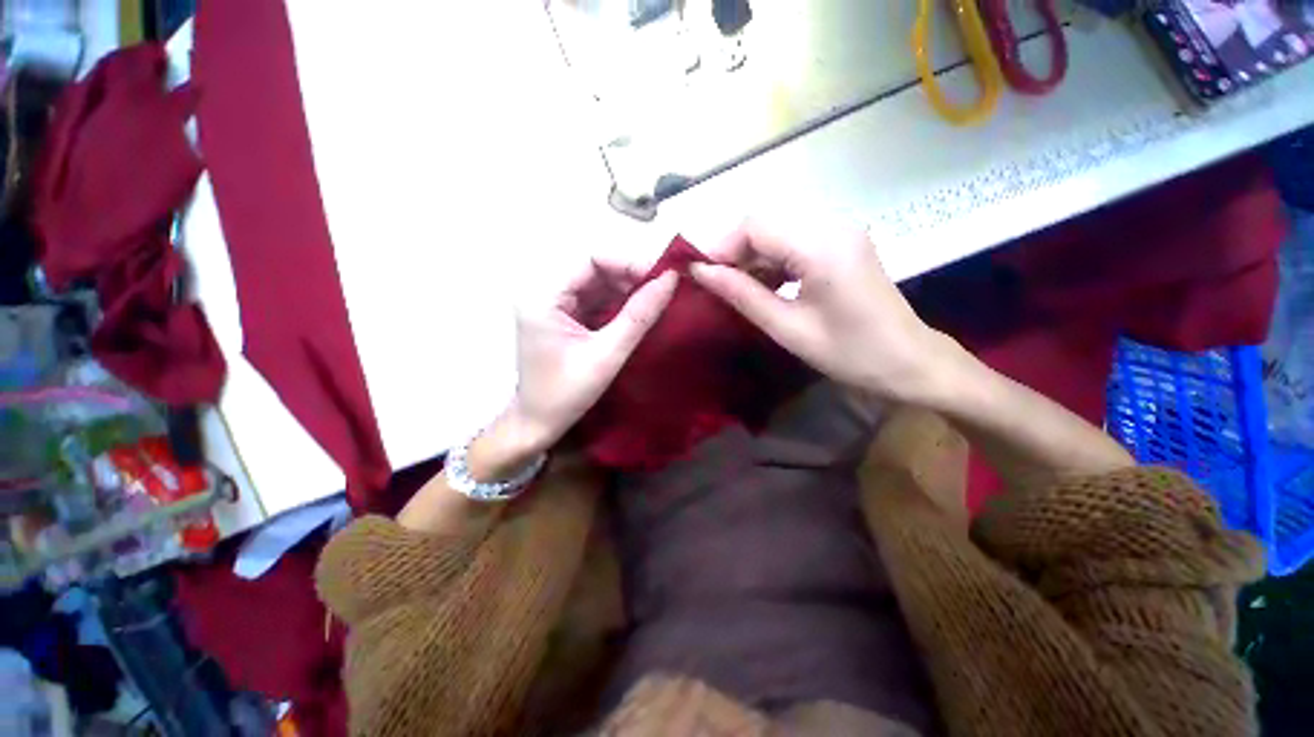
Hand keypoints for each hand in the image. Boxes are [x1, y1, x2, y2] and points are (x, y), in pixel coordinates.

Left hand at [476, 258, 677, 477]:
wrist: (537, 425)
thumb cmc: (566, 394)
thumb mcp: (607, 355)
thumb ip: (639, 316)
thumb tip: (669, 279)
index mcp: (544, 297)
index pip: (591, 260)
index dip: (629, 263)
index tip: (662, 276)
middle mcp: (546, 293)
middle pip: (595, 270)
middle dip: (631, 278)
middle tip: (664, 290)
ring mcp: (554, 306)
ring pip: (598, 285)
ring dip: (628, 291)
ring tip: (657, 301)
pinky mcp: (564, 319)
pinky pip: (596, 302)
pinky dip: (619, 305)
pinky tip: (639, 313)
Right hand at [690, 218, 953, 401]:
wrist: (910, 362)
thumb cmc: (850, 354)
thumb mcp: (788, 329)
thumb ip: (743, 295)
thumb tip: (701, 273)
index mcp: (822, 246)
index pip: (756, 225)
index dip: (721, 246)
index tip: (700, 275)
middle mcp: (834, 224)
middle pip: (765, 221)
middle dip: (734, 250)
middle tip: (716, 284)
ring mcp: (841, 230)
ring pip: (778, 229)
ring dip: (752, 255)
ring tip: (736, 287)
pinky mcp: (843, 242)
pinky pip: (795, 239)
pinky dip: (772, 258)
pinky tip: (765, 284)